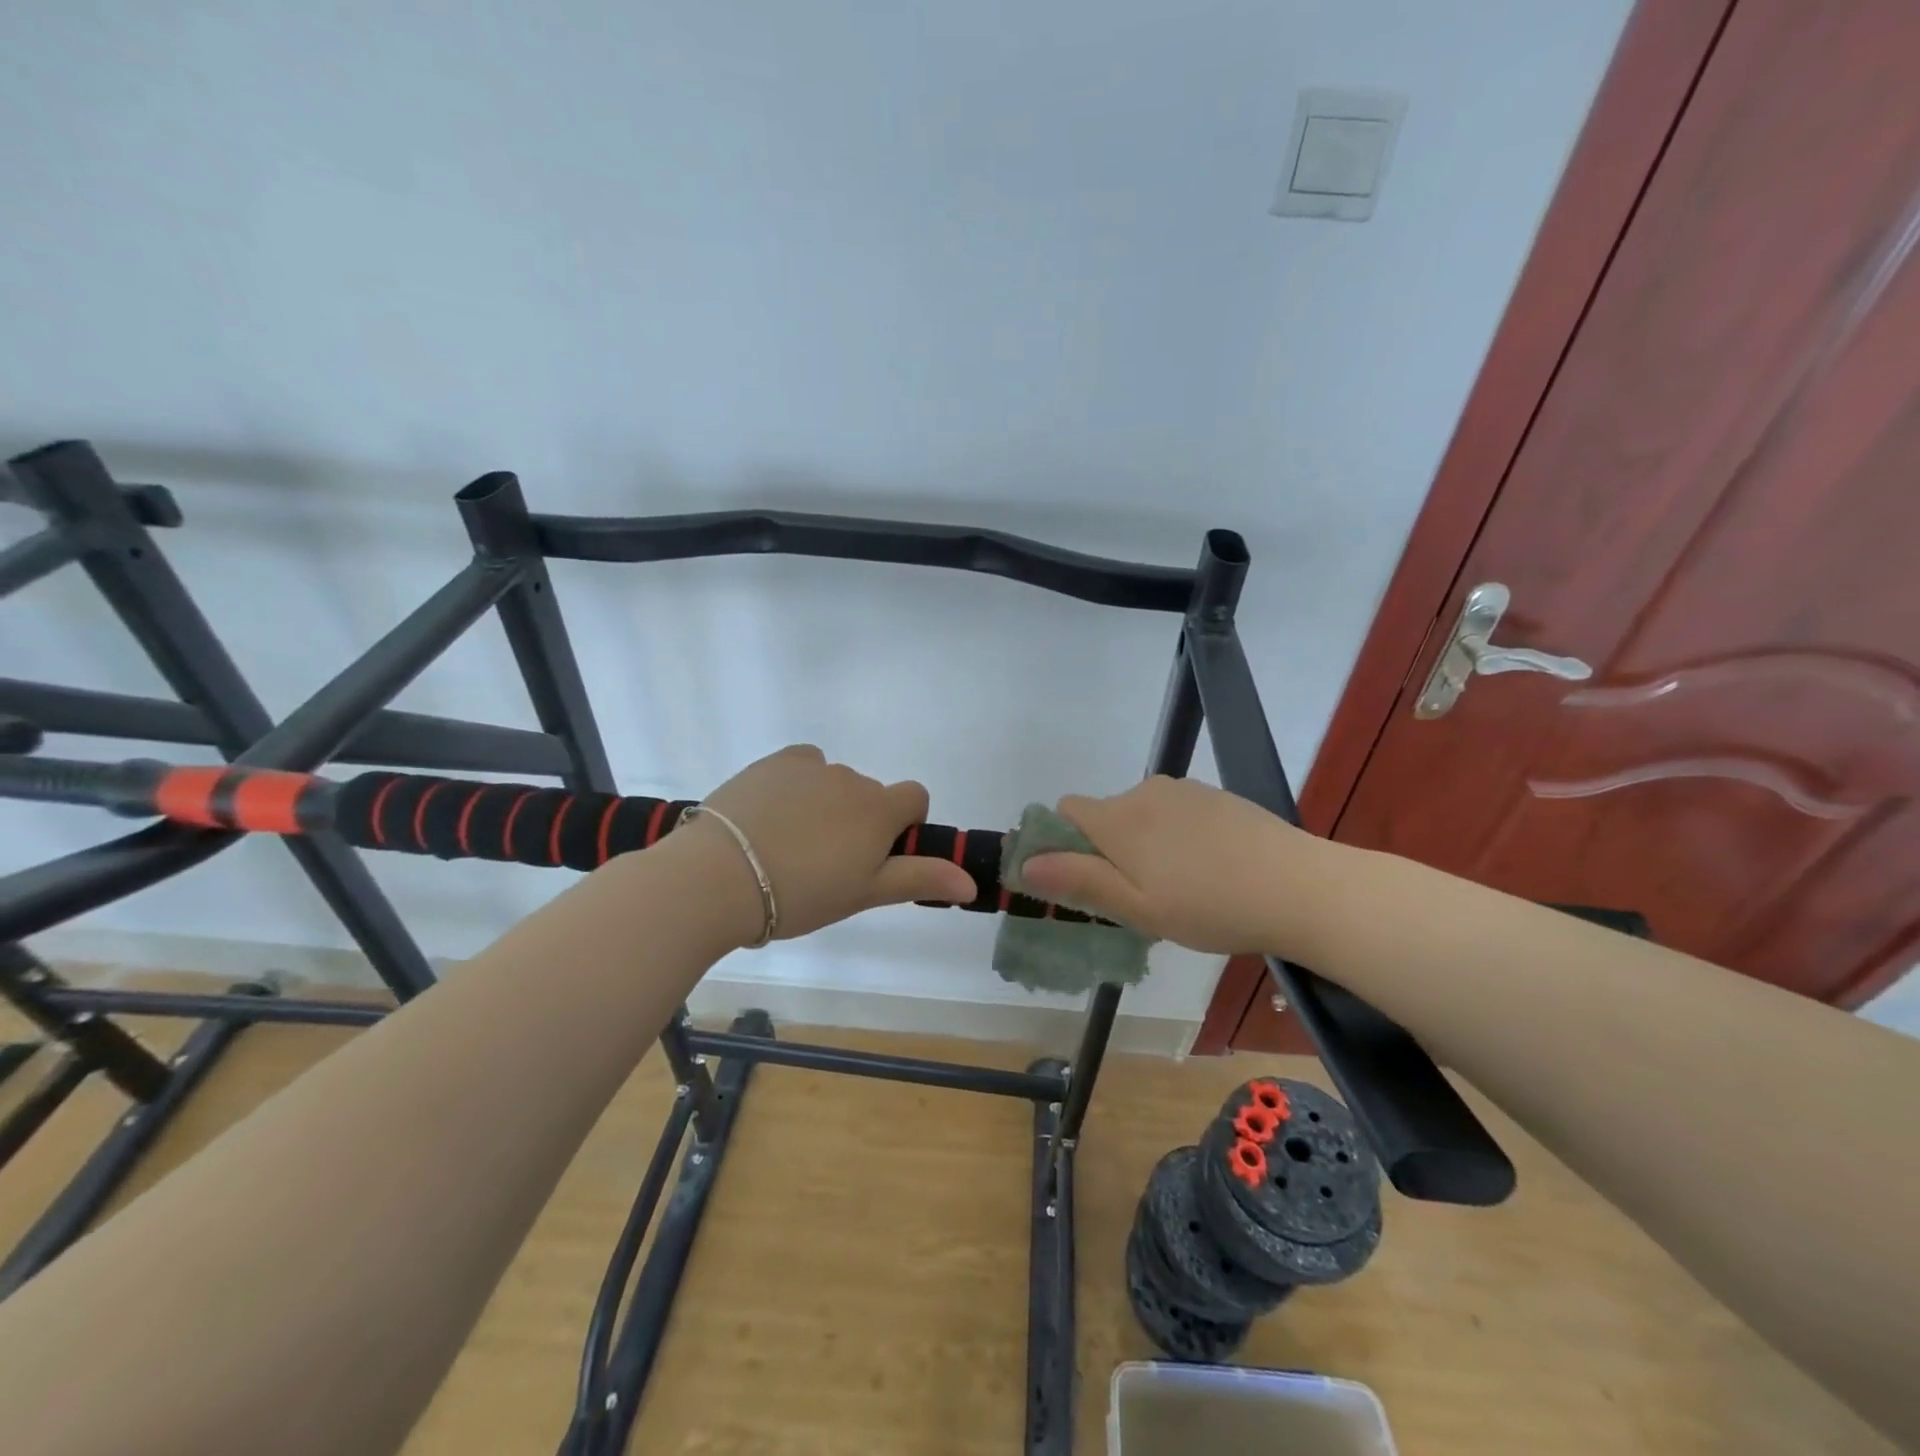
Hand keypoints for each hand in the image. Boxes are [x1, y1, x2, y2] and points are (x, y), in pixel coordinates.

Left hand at [693, 745, 975, 942]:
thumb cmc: (802, 894)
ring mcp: (810, 766)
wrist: (720, 877)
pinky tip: (772, 816)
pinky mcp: (773, 762)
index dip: (904, 824)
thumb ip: (920, 878)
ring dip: (827, 804)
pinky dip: (798, 784)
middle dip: (859, 820)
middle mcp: (851, 778)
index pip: (915, 797)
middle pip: (870, 794)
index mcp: (879, 809)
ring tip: (789, 845)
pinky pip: (801, 766)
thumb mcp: (865, 893)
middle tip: (825, 863)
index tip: (876, 854)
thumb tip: (973, 881)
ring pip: (834, 782)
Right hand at [1017, 776, 1319, 955]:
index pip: (1065, 811)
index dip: (1063, 842)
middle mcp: (1145, 792)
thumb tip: (1025, 864)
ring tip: (1181, 888)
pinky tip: (1210, 869)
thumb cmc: (1210, 906)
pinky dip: (1177, 837)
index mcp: (1118, 818)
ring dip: (1144, 845)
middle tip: (1141, 898)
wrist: (1299, 887)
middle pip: (1105, 815)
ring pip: (1142, 816)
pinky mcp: (1216, 797)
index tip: (1086, 880)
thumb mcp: (1137, 908)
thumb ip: (1078, 881)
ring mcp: (1184, 791)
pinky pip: (1175, 814)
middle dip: (1109, 851)